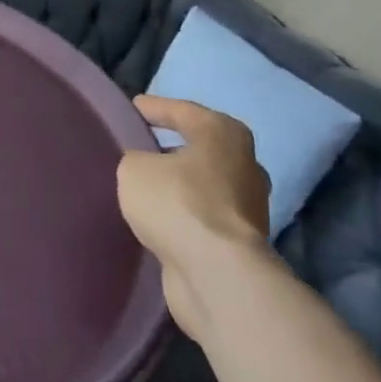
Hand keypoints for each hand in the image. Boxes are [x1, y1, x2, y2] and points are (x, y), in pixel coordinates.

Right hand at [118, 96, 270, 340]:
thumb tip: (144, 166)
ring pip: (203, 184)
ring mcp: (248, 205)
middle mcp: (244, 164)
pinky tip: (158, 217)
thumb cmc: (177, 203)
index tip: (132, 108)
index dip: (153, 108)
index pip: (182, 110)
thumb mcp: (134, 168)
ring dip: (179, 184)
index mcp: (223, 134)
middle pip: (199, 147)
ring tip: (144, 185)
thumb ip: (135, 158)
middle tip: (138, 147)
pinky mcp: (241, 241)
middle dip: (171, 147)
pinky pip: (203, 216)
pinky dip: (183, 214)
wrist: (217, 274)